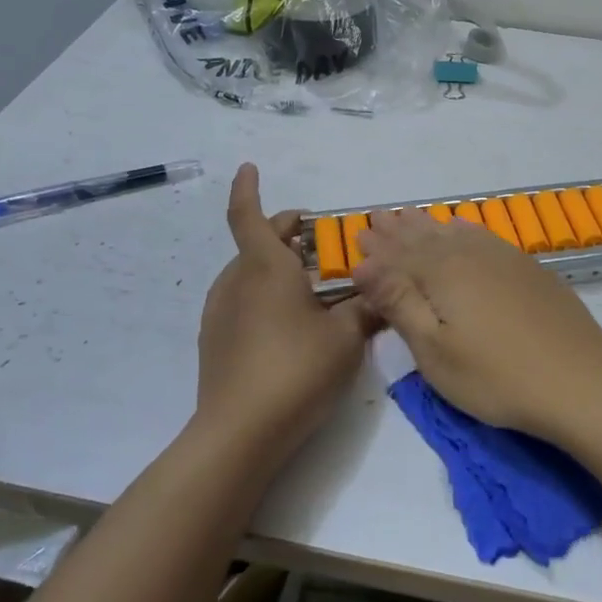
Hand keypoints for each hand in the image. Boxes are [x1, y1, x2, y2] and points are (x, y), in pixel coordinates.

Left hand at [195, 165, 374, 458]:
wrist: (239, 434)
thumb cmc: (296, 370)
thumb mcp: (346, 337)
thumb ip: (367, 308)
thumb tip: (385, 292)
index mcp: (265, 268)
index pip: (248, 214)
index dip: (248, 187)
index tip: (249, 166)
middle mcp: (236, 281)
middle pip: (256, 242)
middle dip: (286, 233)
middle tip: (320, 240)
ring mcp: (220, 312)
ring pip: (249, 272)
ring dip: (278, 265)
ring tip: (313, 284)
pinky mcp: (216, 340)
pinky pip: (243, 300)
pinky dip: (266, 293)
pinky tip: (292, 322)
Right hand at [352, 209, 601, 442]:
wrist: (579, 380)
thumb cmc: (496, 376)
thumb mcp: (435, 350)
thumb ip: (399, 302)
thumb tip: (363, 264)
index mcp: (442, 274)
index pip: (399, 255)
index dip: (377, 248)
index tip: (357, 235)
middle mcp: (470, 255)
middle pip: (425, 239)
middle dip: (399, 230)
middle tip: (378, 217)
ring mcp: (503, 259)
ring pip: (455, 234)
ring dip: (429, 226)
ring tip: (410, 216)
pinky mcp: (528, 269)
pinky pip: (484, 237)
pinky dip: (466, 230)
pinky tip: (463, 228)